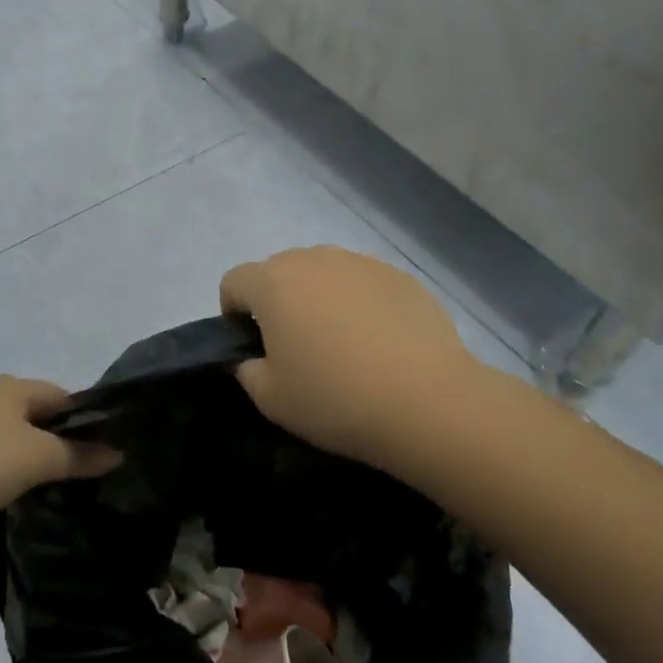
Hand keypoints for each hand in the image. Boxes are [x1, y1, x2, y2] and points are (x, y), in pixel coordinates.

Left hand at [0, 376, 120, 528]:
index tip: (104, 454)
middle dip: (59, 442)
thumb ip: (79, 456)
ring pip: (13, 438)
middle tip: (83, 476)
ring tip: (51, 489)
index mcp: (12, 386)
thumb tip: (118, 452)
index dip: (87, 421)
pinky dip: (4, 471)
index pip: (63, 397)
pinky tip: (11, 494)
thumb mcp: (37, 459)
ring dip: (31, 459)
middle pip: (38, 416)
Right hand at [219, 246, 492, 476]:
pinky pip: (363, 284)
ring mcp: (361, 263)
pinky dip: (360, 304)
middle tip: (297, 349)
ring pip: (323, 274)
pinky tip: (380, 344)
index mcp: (273, 282)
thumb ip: (247, 369)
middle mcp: (314, 259)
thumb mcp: (270, 398)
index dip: (234, 313)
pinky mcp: (400, 276)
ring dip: (319, 299)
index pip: (234, 281)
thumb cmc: (335, 399)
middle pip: (279, 272)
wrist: (428, 402)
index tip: (253, 348)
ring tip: (343, 345)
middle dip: (278, 303)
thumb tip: (253, 357)